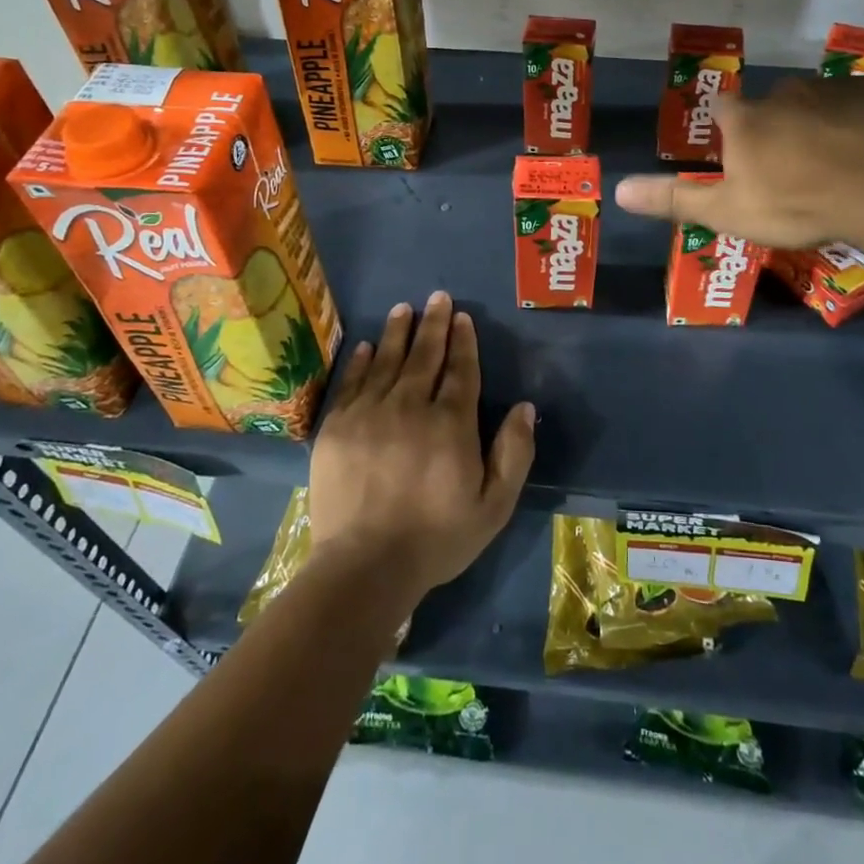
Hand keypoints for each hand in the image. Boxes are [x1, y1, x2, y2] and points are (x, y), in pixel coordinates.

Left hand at [308, 292, 534, 614]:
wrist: (364, 567)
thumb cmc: (436, 538)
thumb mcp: (494, 506)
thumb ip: (514, 453)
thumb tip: (525, 406)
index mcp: (450, 424)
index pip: (460, 371)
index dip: (463, 342)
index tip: (462, 317)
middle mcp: (410, 407)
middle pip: (425, 356)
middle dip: (434, 324)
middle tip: (437, 297)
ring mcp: (370, 414)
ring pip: (388, 361)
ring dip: (398, 332)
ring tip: (404, 308)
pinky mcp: (338, 427)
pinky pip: (353, 383)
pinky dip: (362, 361)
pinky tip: (369, 346)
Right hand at [615, 75, 863, 250]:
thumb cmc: (794, 203)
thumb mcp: (727, 211)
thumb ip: (674, 199)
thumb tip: (617, 190)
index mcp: (746, 119)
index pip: (722, 109)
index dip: (727, 128)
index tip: (738, 151)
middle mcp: (785, 92)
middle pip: (773, 105)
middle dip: (778, 127)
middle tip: (793, 166)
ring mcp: (835, 89)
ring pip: (820, 104)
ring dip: (823, 124)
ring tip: (840, 162)